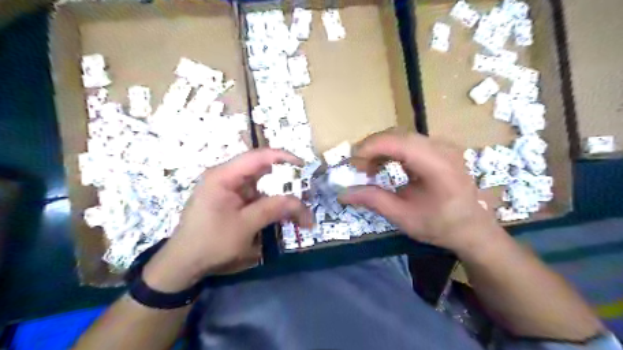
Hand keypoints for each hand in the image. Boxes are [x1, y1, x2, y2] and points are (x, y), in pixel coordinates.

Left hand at [142, 148, 309, 292]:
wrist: (184, 264)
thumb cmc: (210, 242)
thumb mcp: (245, 226)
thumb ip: (273, 209)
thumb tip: (301, 203)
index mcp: (224, 176)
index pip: (258, 157)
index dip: (283, 157)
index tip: (303, 166)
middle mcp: (227, 177)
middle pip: (262, 170)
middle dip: (285, 180)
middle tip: (305, 191)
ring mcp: (229, 189)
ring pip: (262, 185)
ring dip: (280, 195)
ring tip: (299, 208)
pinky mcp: (232, 201)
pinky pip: (256, 197)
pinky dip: (271, 204)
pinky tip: (283, 215)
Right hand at [341, 131, 499, 253]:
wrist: (473, 228)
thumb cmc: (441, 225)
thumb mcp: (403, 217)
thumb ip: (372, 200)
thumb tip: (342, 193)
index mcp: (437, 165)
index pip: (398, 142)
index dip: (370, 147)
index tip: (351, 163)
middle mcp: (442, 148)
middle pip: (397, 135)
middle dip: (371, 148)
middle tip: (356, 168)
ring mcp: (442, 145)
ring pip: (401, 136)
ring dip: (380, 150)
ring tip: (368, 170)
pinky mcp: (438, 148)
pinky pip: (408, 142)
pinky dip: (391, 152)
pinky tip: (384, 166)